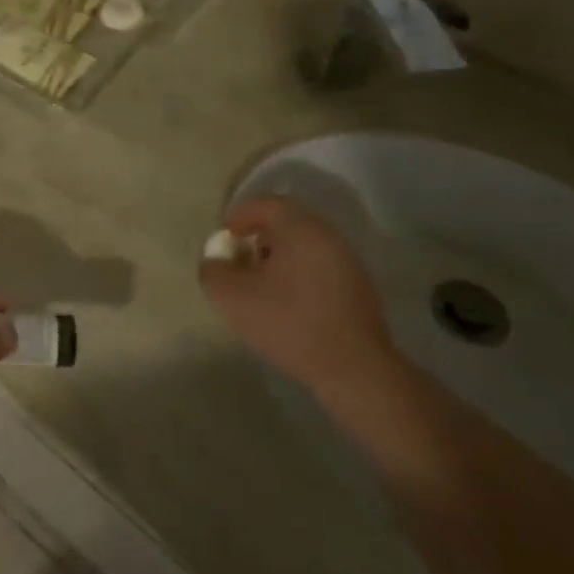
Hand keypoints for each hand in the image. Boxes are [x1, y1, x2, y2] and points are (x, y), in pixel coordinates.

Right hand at [199, 199, 399, 392]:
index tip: (226, 236)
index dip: (241, 216)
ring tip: (262, 285)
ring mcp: (349, 262)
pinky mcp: (359, 289)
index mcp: (301, 228)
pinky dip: (300, 275)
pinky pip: (321, 268)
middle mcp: (328, 236)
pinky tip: (289, 304)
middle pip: (288, 224)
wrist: (353, 368)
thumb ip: (213, 272)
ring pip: (305, 247)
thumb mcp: (233, 298)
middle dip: (260, 238)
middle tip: (241, 259)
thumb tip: (215, 263)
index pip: (267, 204)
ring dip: (281, 258)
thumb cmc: (289, 322)